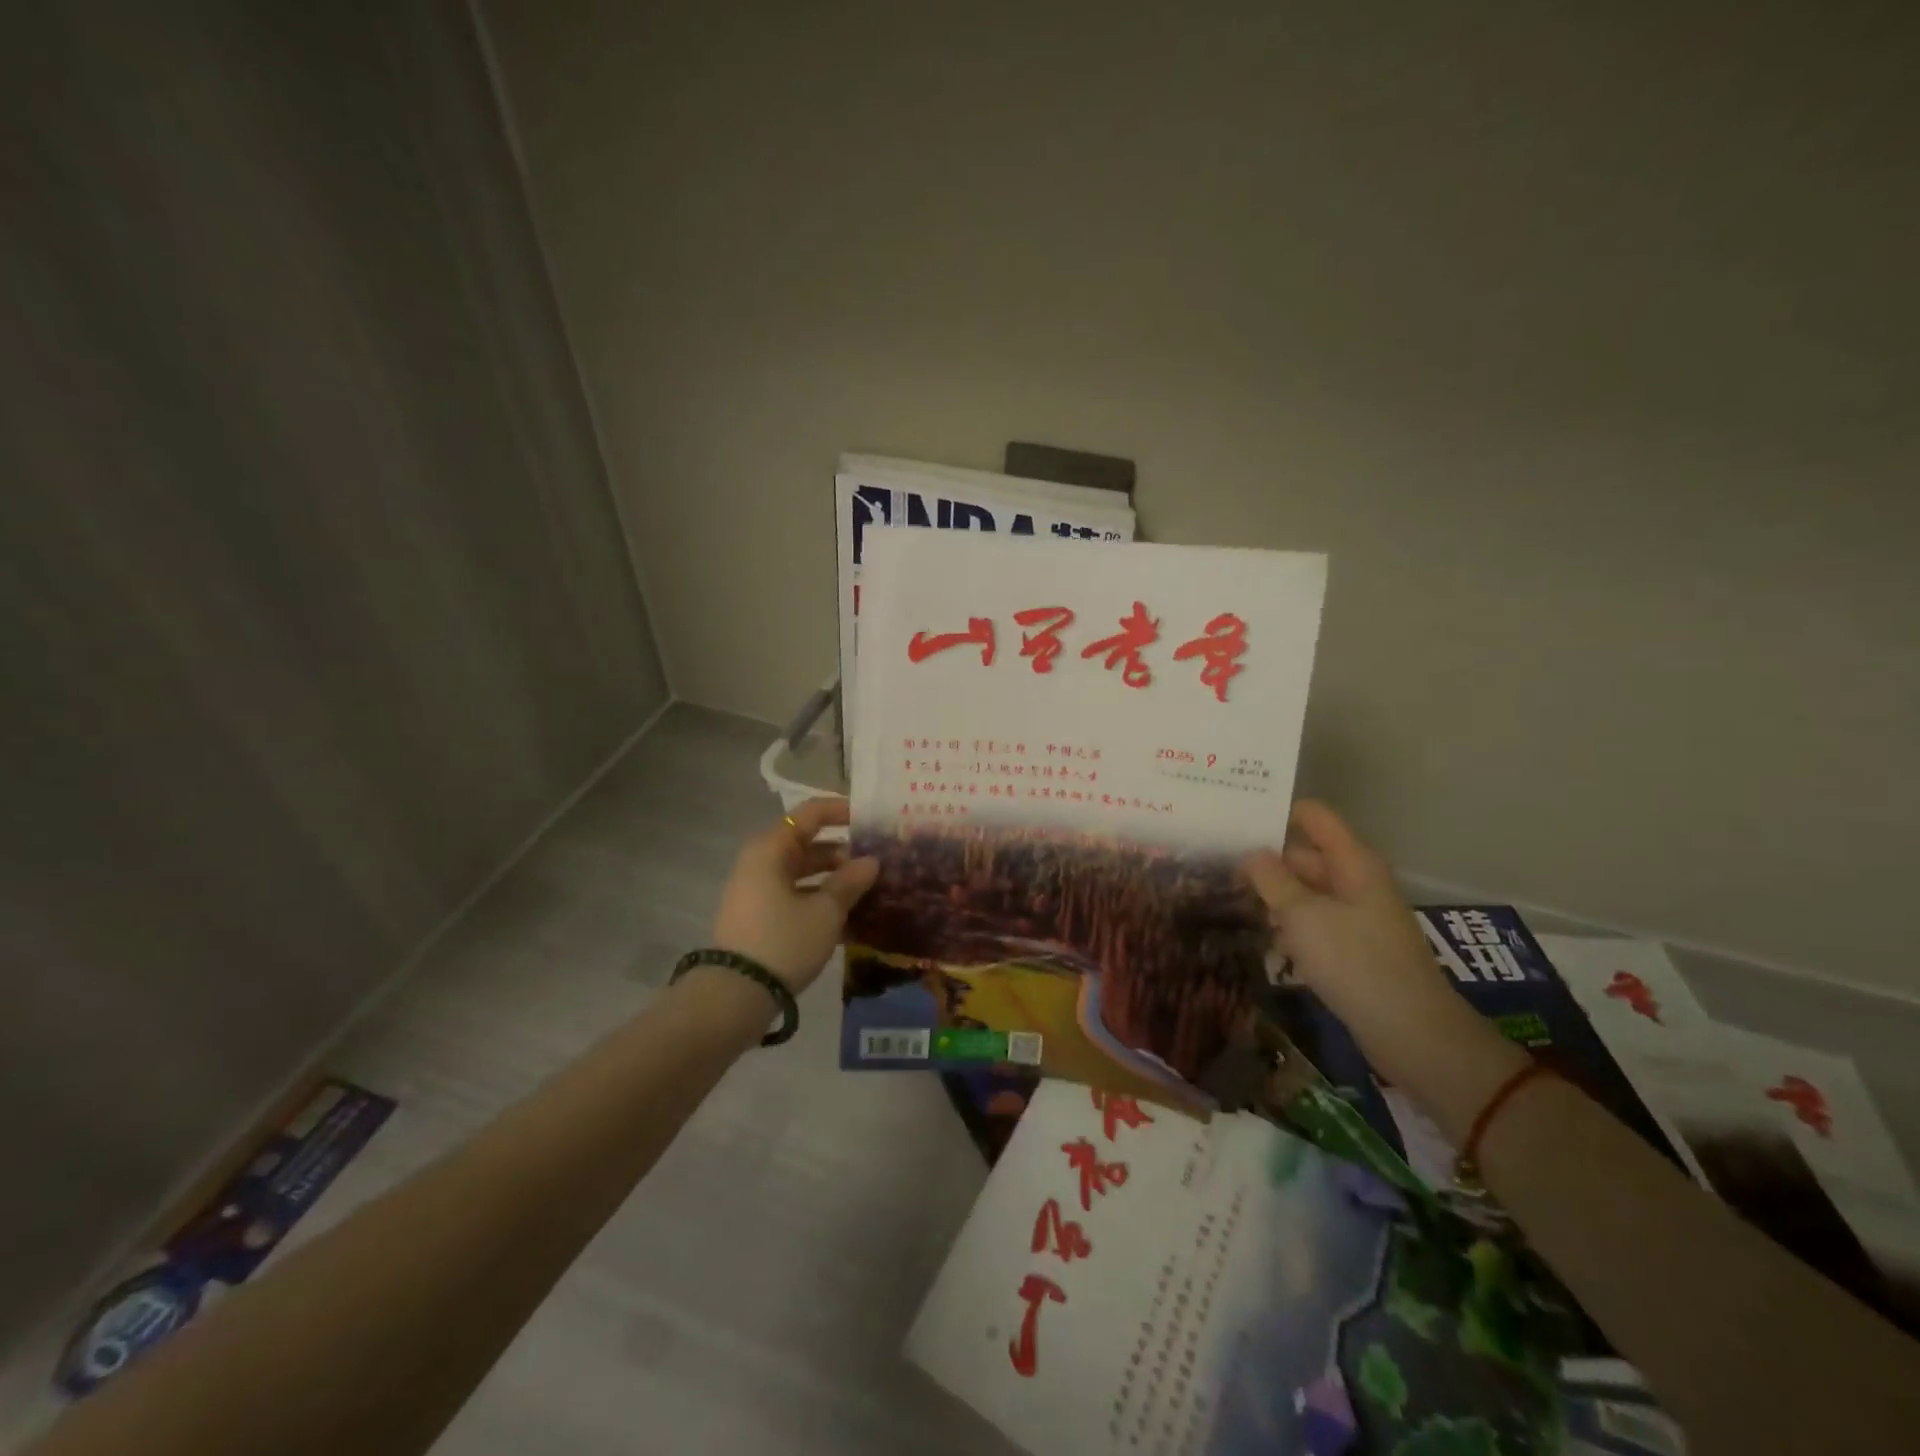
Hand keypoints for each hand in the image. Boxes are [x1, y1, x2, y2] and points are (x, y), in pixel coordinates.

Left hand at [711, 798, 879, 993]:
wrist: (735, 995)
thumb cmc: (783, 940)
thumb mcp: (825, 911)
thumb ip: (850, 881)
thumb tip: (871, 861)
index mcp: (772, 849)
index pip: (811, 814)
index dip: (842, 811)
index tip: (873, 819)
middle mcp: (761, 863)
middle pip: (808, 844)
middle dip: (845, 852)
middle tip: (880, 862)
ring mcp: (757, 891)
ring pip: (804, 874)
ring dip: (836, 880)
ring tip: (872, 892)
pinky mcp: (759, 918)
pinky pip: (796, 898)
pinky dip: (821, 902)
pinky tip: (852, 920)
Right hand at [1242, 801, 1525, 1135]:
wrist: (1411, 1032)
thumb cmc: (1355, 961)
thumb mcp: (1303, 915)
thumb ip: (1271, 879)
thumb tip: (1251, 853)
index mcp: (1352, 861)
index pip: (1313, 816)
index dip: (1276, 813)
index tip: (1234, 820)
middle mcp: (1356, 880)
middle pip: (1304, 856)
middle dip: (1264, 861)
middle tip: (1216, 865)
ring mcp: (1356, 915)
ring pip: (1306, 892)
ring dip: (1273, 896)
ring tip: (1226, 899)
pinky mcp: (1353, 947)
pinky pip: (1314, 922)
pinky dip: (1289, 925)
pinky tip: (1260, 937)